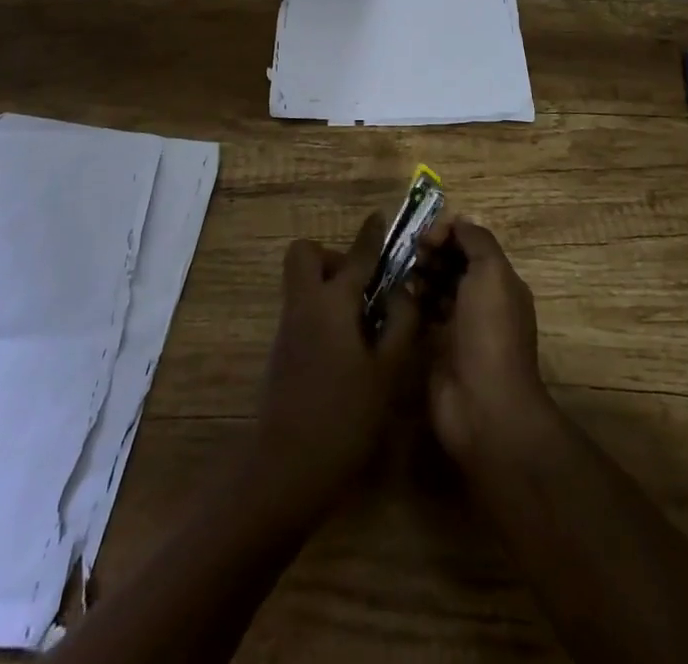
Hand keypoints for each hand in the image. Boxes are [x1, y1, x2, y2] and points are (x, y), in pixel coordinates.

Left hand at [250, 212, 420, 522]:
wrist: (286, 468)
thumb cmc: (344, 416)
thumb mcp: (386, 372)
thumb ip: (400, 324)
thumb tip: (405, 291)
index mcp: (333, 302)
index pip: (356, 256)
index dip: (370, 235)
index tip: (380, 218)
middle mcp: (305, 305)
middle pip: (305, 255)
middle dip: (332, 257)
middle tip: (362, 285)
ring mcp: (289, 328)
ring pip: (302, 283)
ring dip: (328, 285)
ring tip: (365, 320)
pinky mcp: (282, 352)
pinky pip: (302, 309)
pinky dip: (323, 311)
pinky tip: (348, 346)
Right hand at [418, 217, 553, 467]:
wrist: (484, 406)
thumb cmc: (490, 332)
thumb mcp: (492, 273)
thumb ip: (476, 240)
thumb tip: (457, 221)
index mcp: (500, 282)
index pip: (471, 244)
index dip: (448, 233)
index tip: (425, 237)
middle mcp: (481, 301)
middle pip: (452, 264)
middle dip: (431, 253)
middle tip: (409, 254)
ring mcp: (458, 327)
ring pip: (435, 288)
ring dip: (418, 276)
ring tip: (399, 274)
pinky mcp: (436, 349)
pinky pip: (421, 316)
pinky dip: (409, 303)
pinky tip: (392, 297)